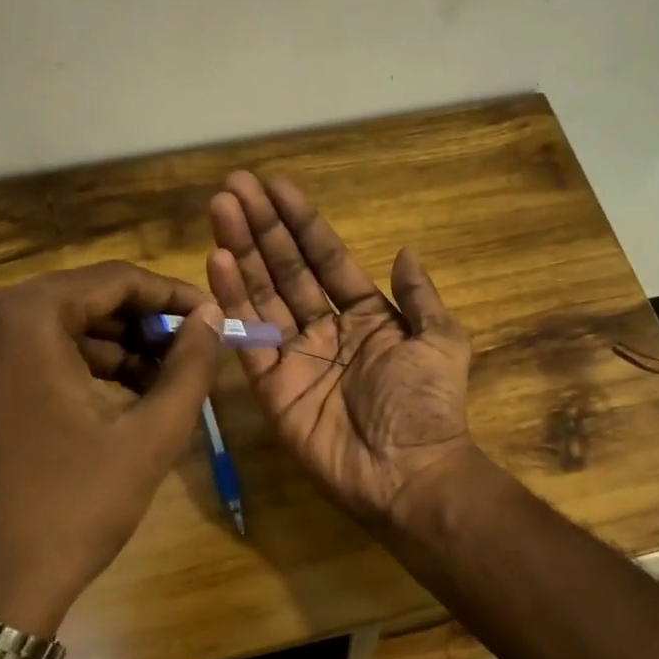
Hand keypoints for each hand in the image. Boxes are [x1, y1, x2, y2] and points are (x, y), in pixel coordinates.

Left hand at [0, 262, 222, 635]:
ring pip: (44, 327)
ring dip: (104, 347)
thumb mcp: (150, 435)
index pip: (110, 280)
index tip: (209, 318)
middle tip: (186, 353)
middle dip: (137, 325)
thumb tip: (212, 316)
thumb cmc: (74, 508)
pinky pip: (14, 354)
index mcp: (18, 320)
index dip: (169, 295)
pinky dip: (64, 365)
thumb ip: (190, 366)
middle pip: (74, 300)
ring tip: (156, 380)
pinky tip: (108, 395)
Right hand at [207, 171, 476, 526]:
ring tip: (220, 209)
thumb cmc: (428, 405)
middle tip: (234, 187)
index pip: (327, 259)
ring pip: (263, 296)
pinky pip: (249, 339)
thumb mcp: (441, 341)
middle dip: (263, 228)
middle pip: (287, 270)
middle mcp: (326, 330)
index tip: (276, 186)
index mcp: (367, 316)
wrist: (409, 473)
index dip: (302, 223)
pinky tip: (217, 263)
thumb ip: (420, 297)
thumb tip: (405, 251)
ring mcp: (295, 358)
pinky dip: (232, 302)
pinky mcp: (271, 388)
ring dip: (241, 253)